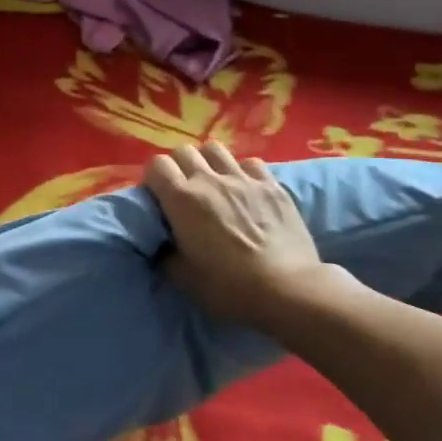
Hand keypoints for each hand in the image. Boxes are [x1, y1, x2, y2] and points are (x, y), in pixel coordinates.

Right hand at [143, 144, 326, 323]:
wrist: (288, 290)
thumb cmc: (228, 287)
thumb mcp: (182, 277)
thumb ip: (165, 252)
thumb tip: (162, 243)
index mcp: (181, 199)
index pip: (156, 165)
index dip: (153, 178)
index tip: (158, 197)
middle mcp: (209, 180)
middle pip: (184, 151)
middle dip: (178, 166)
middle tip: (184, 191)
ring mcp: (243, 179)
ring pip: (215, 149)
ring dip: (208, 162)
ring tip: (213, 183)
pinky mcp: (272, 186)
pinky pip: (250, 163)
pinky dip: (243, 172)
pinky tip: (246, 190)